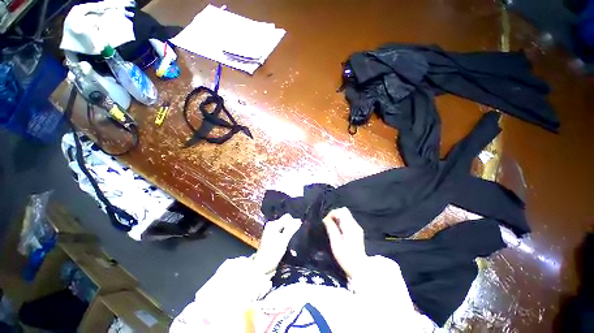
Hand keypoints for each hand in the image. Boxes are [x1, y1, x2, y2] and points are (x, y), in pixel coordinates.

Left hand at [253, 215, 301, 274]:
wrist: (262, 267)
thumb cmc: (272, 253)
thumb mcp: (283, 241)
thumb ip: (291, 229)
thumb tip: (299, 220)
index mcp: (273, 224)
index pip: (287, 217)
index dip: (293, 222)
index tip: (297, 231)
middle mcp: (271, 225)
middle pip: (286, 222)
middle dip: (292, 228)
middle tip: (295, 237)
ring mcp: (272, 231)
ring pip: (285, 228)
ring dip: (290, 234)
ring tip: (293, 242)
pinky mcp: (273, 237)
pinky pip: (282, 233)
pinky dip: (286, 237)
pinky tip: (289, 245)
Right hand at [323, 207, 367, 277]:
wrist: (360, 269)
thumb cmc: (346, 257)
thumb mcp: (336, 243)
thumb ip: (331, 228)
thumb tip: (326, 218)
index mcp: (350, 226)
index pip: (341, 211)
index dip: (332, 213)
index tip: (326, 221)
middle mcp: (355, 225)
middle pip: (344, 211)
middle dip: (334, 215)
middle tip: (328, 223)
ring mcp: (357, 228)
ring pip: (346, 216)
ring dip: (337, 219)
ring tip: (331, 228)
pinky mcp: (357, 232)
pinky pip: (347, 221)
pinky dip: (341, 222)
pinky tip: (338, 231)